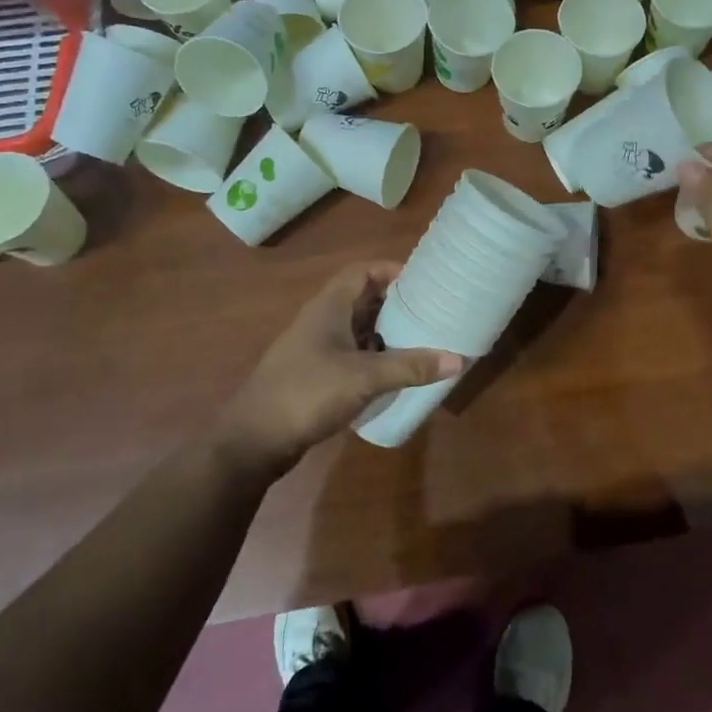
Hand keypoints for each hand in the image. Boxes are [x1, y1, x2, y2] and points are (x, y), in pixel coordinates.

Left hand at [218, 262, 463, 474]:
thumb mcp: (363, 378)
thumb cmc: (306, 393)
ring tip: (421, 339)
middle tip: (430, 310)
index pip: (361, 272)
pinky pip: (351, 355)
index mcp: (328, 308)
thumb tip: (459, 359)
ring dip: (385, 332)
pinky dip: (373, 357)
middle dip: (395, 303)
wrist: (252, 441)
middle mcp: (321, 322)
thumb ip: (410, 367)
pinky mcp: (314, 376)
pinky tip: (394, 373)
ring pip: (357, 330)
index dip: (390, 270)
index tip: (422, 279)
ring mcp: (315, 350)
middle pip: (362, 300)